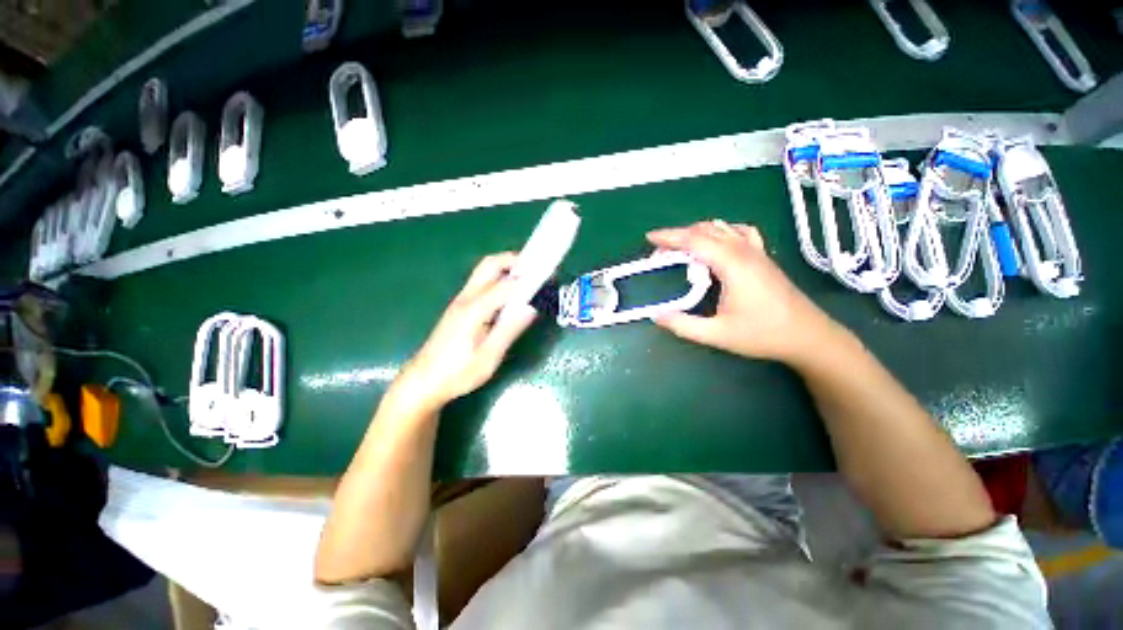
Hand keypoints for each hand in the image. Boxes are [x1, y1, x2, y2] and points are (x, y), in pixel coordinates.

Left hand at [393, 253, 536, 409]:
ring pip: (484, 271)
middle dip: (513, 260)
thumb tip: (531, 308)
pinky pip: (481, 283)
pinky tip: (510, 295)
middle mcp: (466, 298)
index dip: (528, 279)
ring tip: (527, 279)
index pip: (506, 285)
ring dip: (506, 268)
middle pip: (489, 265)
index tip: (548, 277)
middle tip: (535, 269)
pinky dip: (499, 279)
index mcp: (474, 310)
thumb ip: (509, 330)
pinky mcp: (460, 307)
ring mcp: (460, 301)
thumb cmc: (457, 373)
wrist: (423, 381)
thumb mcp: (488, 357)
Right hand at [647, 220, 844, 365]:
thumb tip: (656, 316)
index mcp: (732, 265)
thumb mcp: (717, 335)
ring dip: (697, 233)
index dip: (670, 237)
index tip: (649, 238)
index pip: (695, 240)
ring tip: (680, 248)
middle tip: (659, 253)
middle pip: (706, 230)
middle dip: (678, 236)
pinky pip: (739, 232)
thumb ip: (683, 325)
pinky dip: (721, 231)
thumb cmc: (763, 335)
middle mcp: (744, 251)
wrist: (808, 336)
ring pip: (722, 228)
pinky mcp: (763, 257)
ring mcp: (756, 251)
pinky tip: (716, 242)